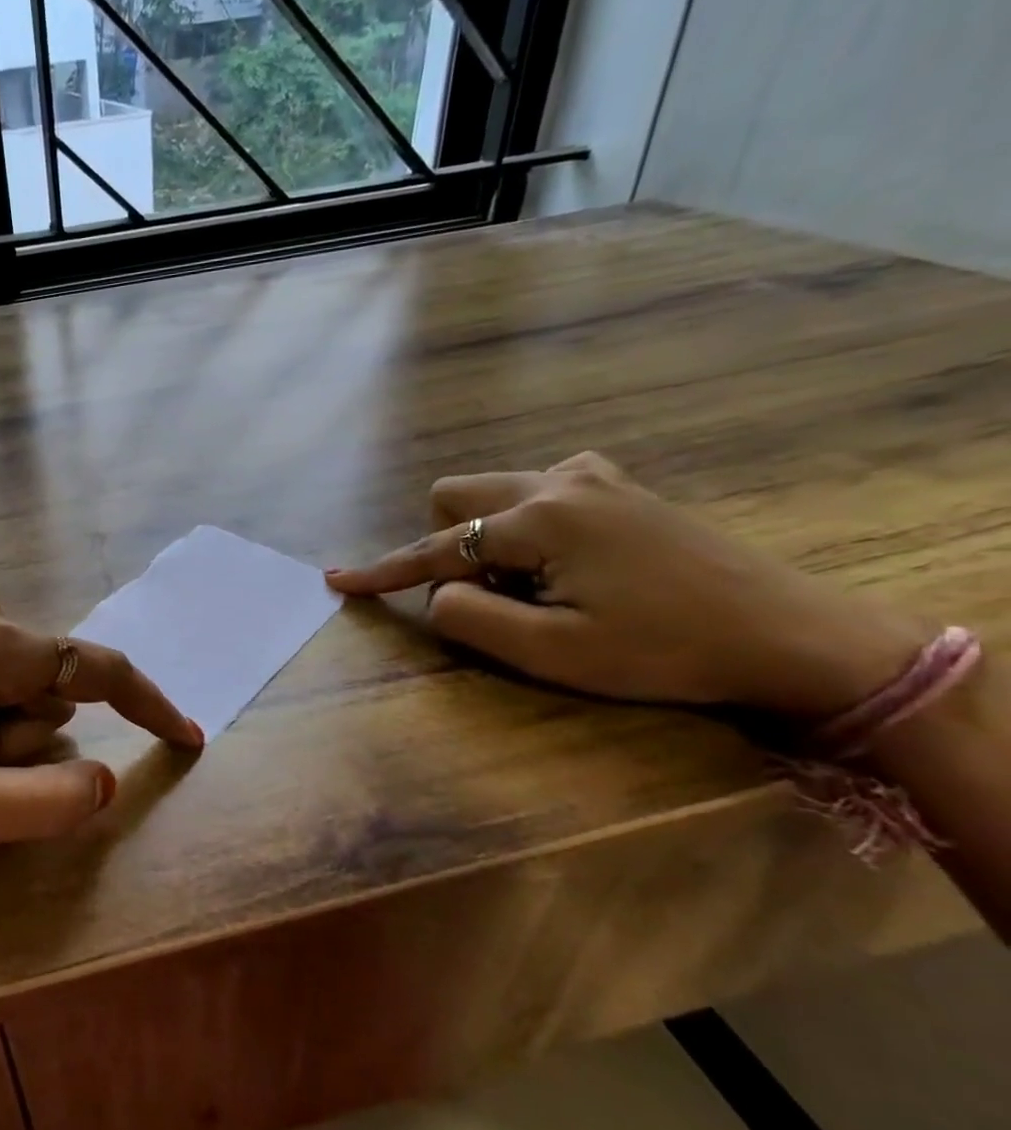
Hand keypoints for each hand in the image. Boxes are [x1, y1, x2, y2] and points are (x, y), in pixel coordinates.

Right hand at [326, 453, 926, 719]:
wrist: (793, 634)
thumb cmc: (665, 651)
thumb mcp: (554, 654)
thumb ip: (471, 617)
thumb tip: (438, 592)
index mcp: (539, 519)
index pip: (435, 547)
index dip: (383, 572)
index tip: (337, 580)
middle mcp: (557, 480)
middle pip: (454, 497)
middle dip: (452, 545)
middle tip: (498, 596)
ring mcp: (592, 475)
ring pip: (494, 492)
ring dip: (491, 538)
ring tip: (543, 585)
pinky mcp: (617, 483)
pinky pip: (537, 490)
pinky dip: (527, 526)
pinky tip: (572, 560)